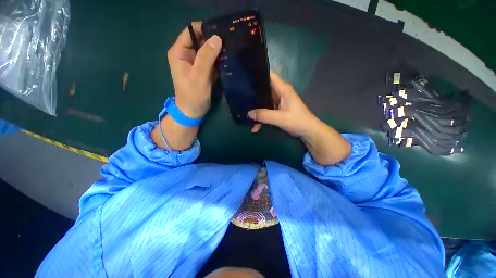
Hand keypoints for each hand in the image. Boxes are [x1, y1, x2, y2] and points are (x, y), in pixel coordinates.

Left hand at [152, 23, 221, 150]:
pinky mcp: (202, 70)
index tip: (222, 32)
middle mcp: (186, 54)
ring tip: (231, 50)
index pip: (191, 31)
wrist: (192, 112)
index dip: (206, 29)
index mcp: (179, 52)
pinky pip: (211, 60)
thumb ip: (206, 57)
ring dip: (218, 50)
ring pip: (207, 50)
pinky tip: (228, 60)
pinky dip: (218, 60)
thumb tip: (217, 38)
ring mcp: (195, 62)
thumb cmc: (193, 95)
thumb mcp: (199, 76)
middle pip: (200, 39)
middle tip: (230, 42)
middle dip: (214, 40)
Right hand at [248, 71, 319, 136]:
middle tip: (240, 98)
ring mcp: (278, 102)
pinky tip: (255, 126)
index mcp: (282, 89)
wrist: (307, 131)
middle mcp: (279, 93)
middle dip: (253, 94)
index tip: (245, 77)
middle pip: (263, 89)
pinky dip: (261, 118)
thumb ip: (264, 115)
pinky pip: (266, 111)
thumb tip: (248, 113)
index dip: (258, 74)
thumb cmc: (297, 121)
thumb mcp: (280, 118)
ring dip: (256, 110)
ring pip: (263, 102)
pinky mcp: (277, 110)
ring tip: (245, 116)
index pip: (269, 76)